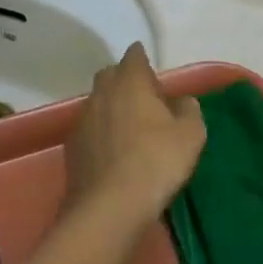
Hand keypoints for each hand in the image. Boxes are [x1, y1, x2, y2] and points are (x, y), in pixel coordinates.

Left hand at [65, 43, 206, 227]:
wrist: (109, 207)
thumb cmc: (156, 162)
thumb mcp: (190, 136)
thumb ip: (189, 111)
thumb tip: (183, 101)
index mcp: (130, 83)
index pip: (134, 56)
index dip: (143, 58)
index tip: (151, 68)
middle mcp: (101, 94)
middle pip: (110, 76)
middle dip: (125, 80)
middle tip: (145, 98)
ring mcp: (82, 121)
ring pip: (97, 102)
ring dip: (112, 107)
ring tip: (131, 127)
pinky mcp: (72, 148)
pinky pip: (90, 129)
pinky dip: (101, 132)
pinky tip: (114, 151)